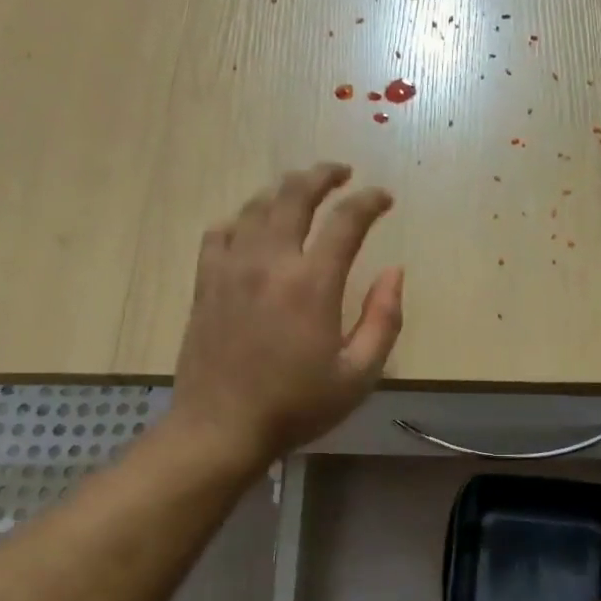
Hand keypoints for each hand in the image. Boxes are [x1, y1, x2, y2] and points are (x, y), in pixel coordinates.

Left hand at [172, 163, 403, 466]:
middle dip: (323, 175)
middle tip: (341, 173)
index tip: (384, 198)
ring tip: (300, 192)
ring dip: (283, 191)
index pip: (346, 220)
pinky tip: (250, 228)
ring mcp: (231, 268)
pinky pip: (220, 232)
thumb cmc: (296, 406)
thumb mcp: (358, 375)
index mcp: (312, 283)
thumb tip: (395, 272)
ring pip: (256, 206)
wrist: (222, 427)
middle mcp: (270, 262)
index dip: (370, 201)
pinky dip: (240, 219)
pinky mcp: (205, 282)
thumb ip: (383, 320)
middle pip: (295, 194)